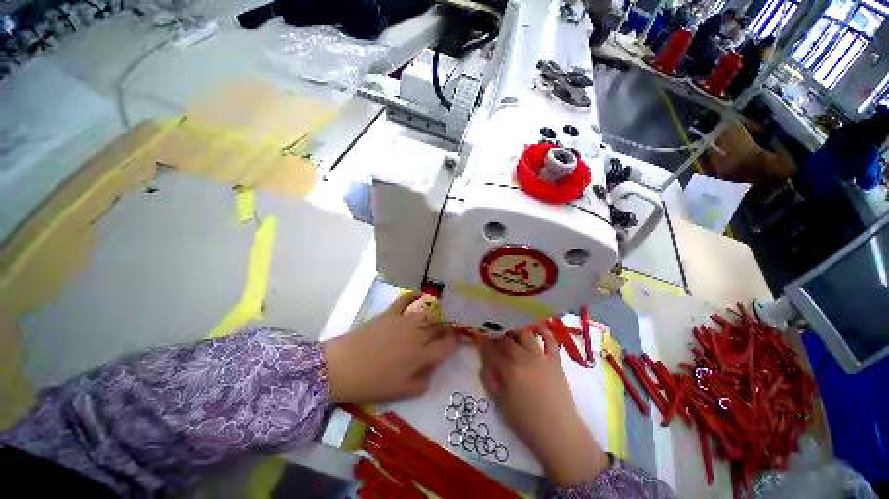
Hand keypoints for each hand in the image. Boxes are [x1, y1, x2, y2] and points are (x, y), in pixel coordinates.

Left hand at [323, 293, 458, 403]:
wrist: (342, 367)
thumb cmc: (371, 383)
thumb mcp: (400, 391)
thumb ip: (422, 381)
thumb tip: (432, 369)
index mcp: (421, 355)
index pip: (447, 345)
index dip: (455, 342)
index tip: (457, 341)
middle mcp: (417, 334)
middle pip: (439, 327)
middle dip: (447, 328)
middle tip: (447, 331)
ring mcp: (403, 321)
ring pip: (427, 313)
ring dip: (434, 316)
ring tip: (434, 319)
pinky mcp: (390, 313)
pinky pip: (405, 299)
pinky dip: (413, 296)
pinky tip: (418, 295)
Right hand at [478, 329, 609, 486]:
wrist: (558, 432)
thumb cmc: (526, 421)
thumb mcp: (500, 404)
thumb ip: (489, 380)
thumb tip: (483, 363)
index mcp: (509, 370)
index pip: (491, 350)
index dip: (482, 341)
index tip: (476, 335)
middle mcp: (524, 358)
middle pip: (506, 339)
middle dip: (496, 334)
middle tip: (491, 333)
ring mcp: (541, 357)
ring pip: (525, 334)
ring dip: (514, 330)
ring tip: (509, 330)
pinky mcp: (555, 360)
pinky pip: (549, 340)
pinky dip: (543, 331)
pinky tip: (535, 327)